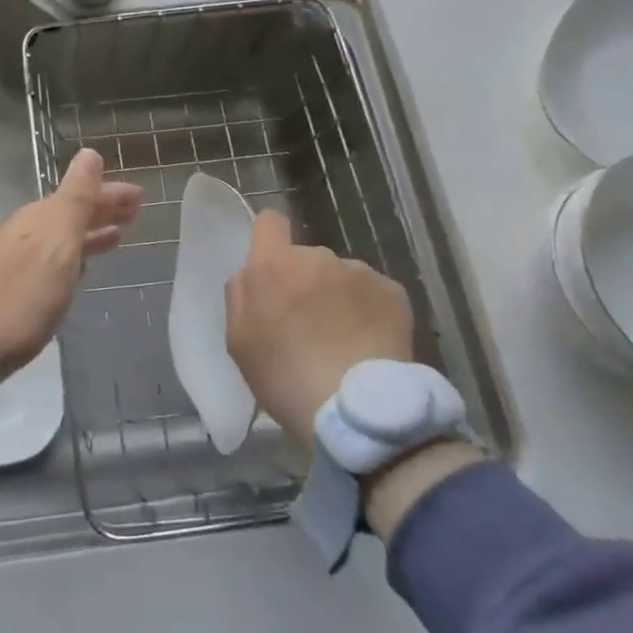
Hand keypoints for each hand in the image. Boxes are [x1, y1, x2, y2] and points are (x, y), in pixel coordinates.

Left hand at [0, 149, 142, 391]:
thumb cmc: (23, 293)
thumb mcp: (57, 242)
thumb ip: (76, 199)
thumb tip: (89, 153)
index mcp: (40, 218)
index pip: (81, 193)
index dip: (110, 192)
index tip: (140, 195)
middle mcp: (28, 232)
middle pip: (71, 213)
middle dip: (102, 208)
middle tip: (136, 212)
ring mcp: (19, 259)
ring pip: (64, 236)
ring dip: (91, 231)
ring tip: (118, 235)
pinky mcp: (16, 287)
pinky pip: (55, 259)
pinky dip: (76, 255)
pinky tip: (82, 267)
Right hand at [225, 211, 414, 449]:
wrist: (355, 410)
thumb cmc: (284, 376)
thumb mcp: (239, 340)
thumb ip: (241, 295)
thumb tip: (253, 275)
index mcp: (272, 265)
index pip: (269, 222)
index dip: (270, 238)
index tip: (274, 269)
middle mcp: (317, 256)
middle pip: (307, 258)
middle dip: (307, 283)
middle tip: (310, 326)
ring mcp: (358, 272)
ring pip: (342, 278)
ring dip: (339, 298)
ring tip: (345, 341)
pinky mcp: (393, 292)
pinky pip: (374, 295)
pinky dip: (370, 313)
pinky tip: (370, 345)